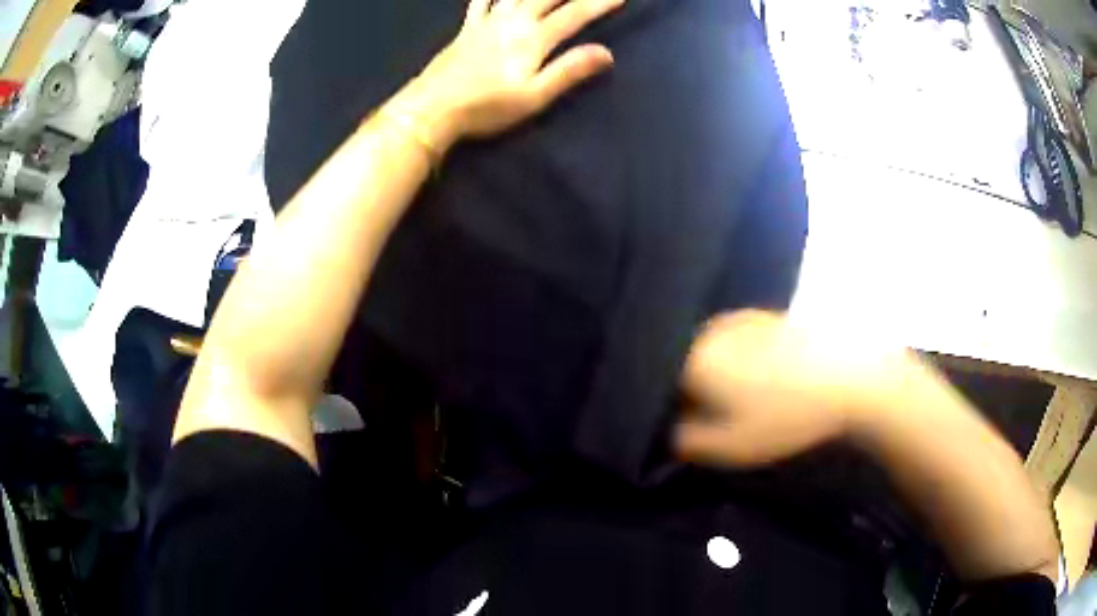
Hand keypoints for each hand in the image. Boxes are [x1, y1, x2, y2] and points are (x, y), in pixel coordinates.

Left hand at [392, 0, 621, 146]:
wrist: (432, 109)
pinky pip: (482, 0)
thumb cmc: (486, 108)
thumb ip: (569, 71)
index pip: (574, 14)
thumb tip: (606, 53)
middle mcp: (512, 22)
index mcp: (533, 39)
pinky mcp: (467, 29)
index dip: (599, 2)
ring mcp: (487, 22)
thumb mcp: (533, 96)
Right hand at [674, 310, 913, 467]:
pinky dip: (736, 362)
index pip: (656, 384)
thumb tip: (667, 431)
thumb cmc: (786, 416)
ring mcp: (738, 317)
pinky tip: (763, 381)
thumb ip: (684, 442)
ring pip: (708, 352)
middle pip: (680, 364)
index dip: (664, 410)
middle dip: (688, 391)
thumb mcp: (729, 447)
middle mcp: (709, 329)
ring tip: (741, 401)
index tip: (684, 428)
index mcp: (693, 357)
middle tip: (712, 418)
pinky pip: (733, 342)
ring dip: (714, 376)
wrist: (851, 378)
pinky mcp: (765, 315)